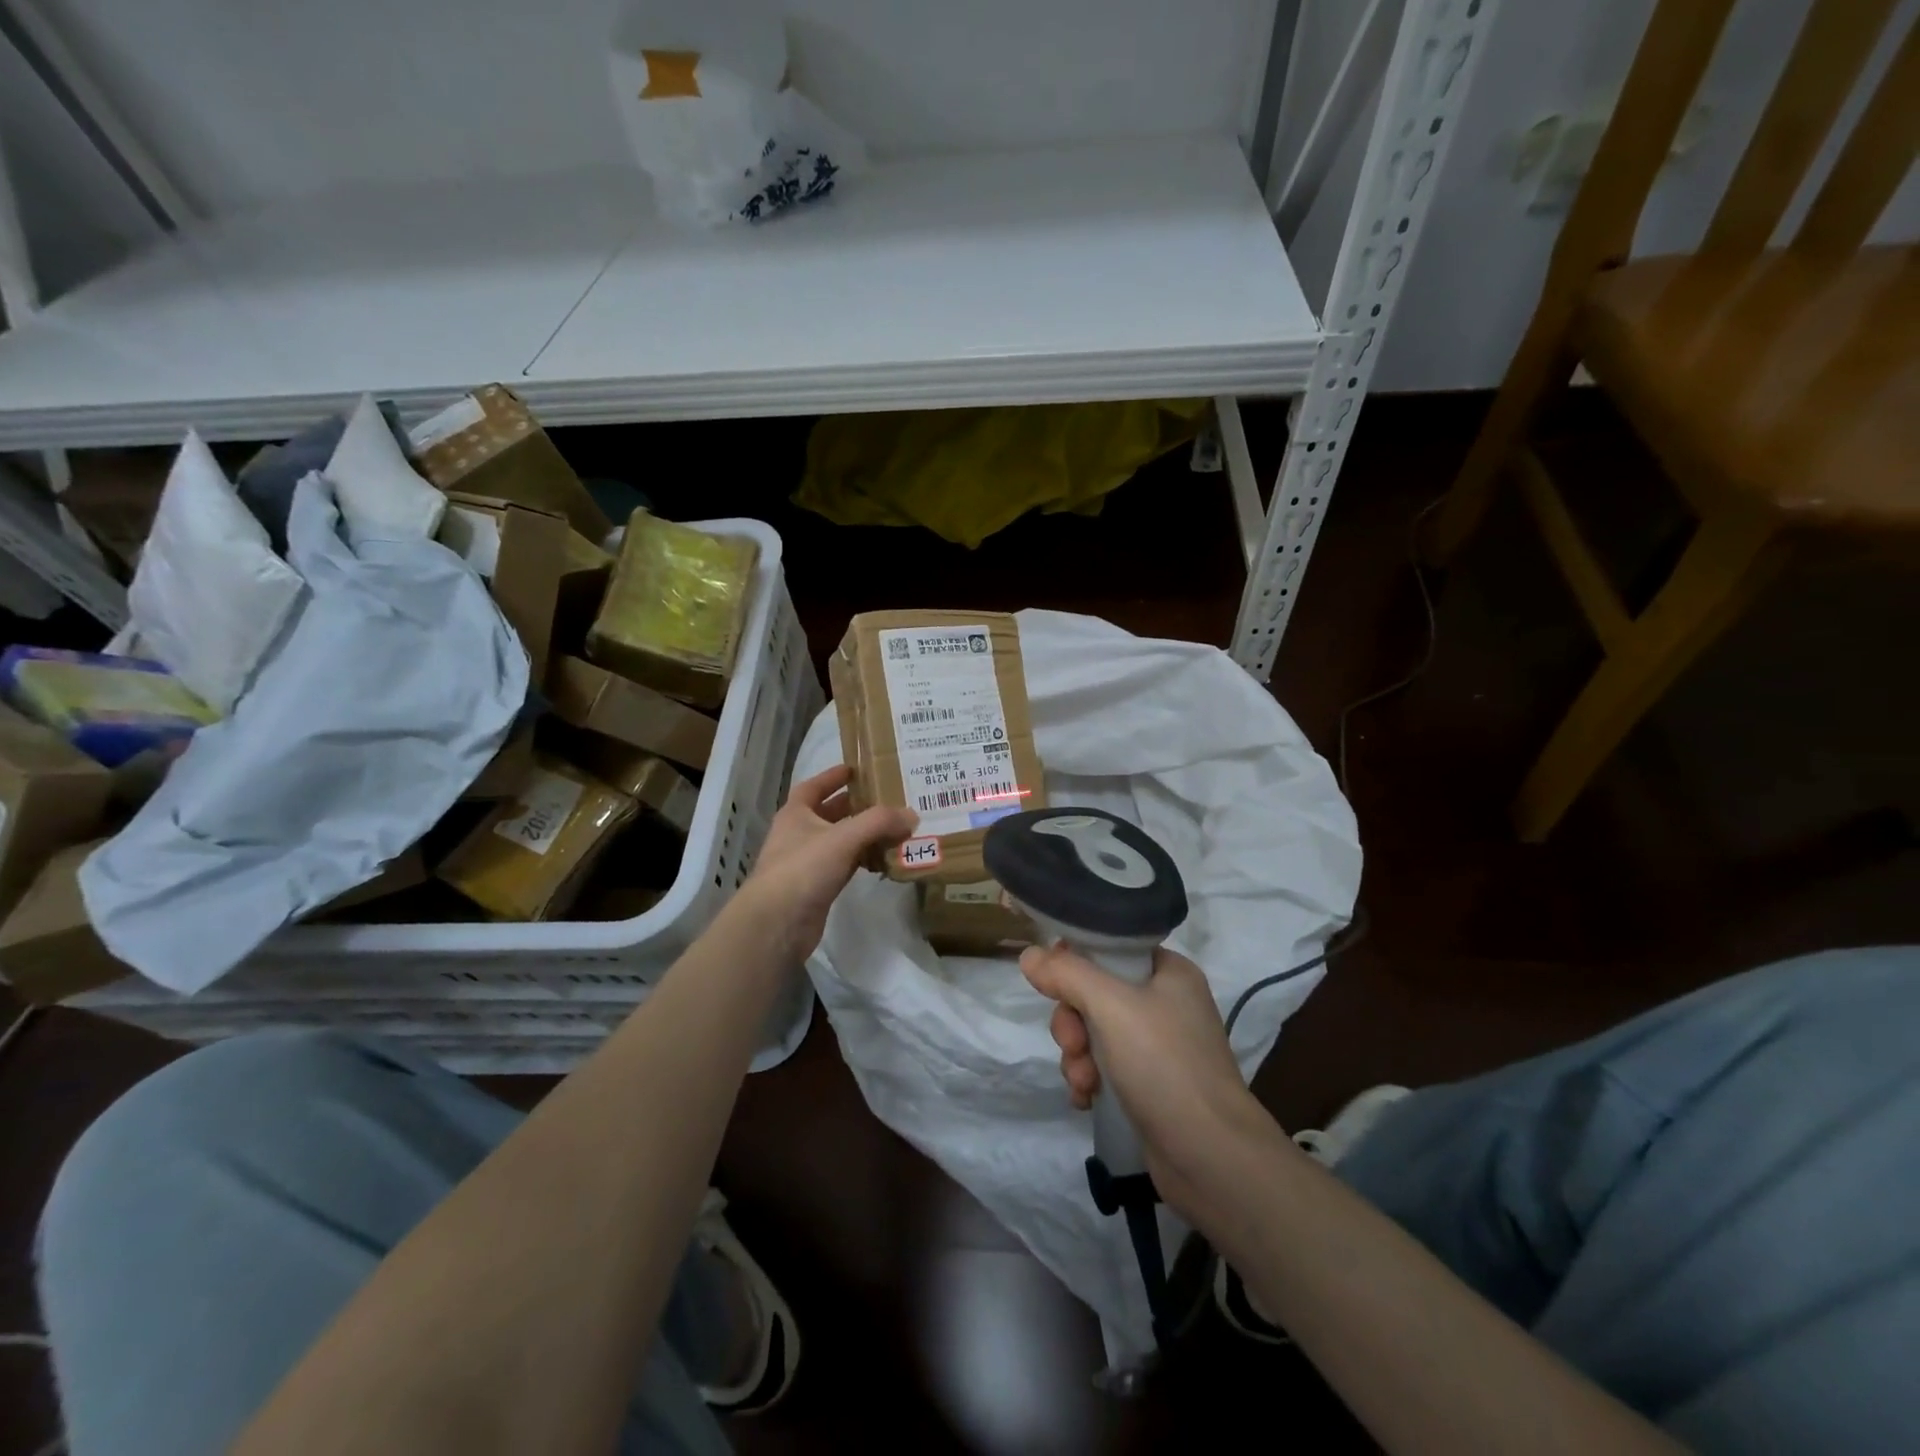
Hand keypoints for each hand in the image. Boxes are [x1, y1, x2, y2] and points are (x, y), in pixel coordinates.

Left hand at [738, 766, 915, 960]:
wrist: (777, 924)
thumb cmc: (803, 869)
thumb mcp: (843, 837)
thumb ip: (879, 822)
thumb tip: (912, 814)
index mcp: (796, 814)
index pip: (813, 787)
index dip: (832, 776)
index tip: (856, 770)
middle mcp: (799, 834)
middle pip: (829, 814)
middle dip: (855, 806)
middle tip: (887, 799)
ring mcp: (807, 863)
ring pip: (840, 841)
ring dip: (863, 835)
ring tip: (894, 828)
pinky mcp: (817, 887)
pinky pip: (845, 866)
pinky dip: (863, 860)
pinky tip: (883, 860)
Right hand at [1020, 943, 1270, 1216]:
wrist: (1212, 1158)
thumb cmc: (1165, 1065)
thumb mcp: (1111, 1006)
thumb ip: (1067, 973)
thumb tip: (1029, 954)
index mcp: (1169, 971)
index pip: (1109, 948)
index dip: (1076, 963)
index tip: (1055, 986)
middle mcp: (1165, 1002)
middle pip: (1095, 992)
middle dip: (1073, 1021)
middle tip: (1073, 1044)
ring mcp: (1159, 1047)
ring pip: (1094, 1032)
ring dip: (1077, 1055)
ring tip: (1084, 1082)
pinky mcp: (1150, 1085)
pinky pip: (1104, 1066)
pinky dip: (1089, 1078)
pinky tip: (1086, 1098)